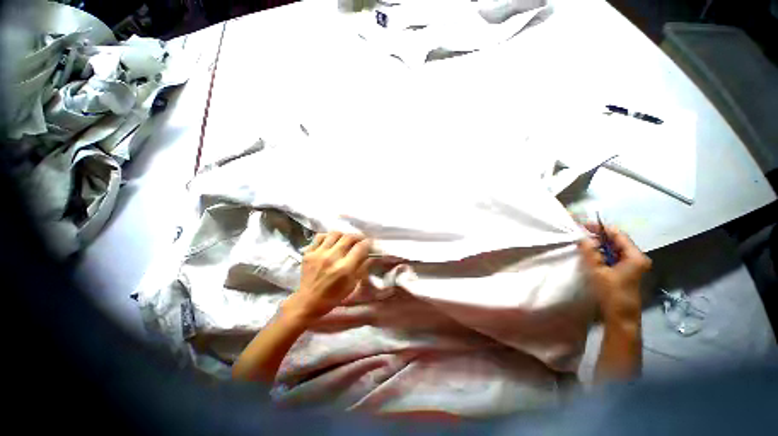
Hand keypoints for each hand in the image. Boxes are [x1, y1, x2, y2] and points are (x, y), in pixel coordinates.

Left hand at [282, 232, 371, 322]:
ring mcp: (318, 254)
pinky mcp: (308, 253)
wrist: (308, 302)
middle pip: (349, 237)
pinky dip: (328, 237)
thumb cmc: (333, 296)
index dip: (368, 243)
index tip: (370, 243)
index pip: (360, 247)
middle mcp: (332, 258)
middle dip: (358, 237)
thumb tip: (371, 255)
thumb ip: (362, 268)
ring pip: (335, 234)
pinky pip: (320, 236)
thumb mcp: (352, 285)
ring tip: (345, 240)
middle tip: (360, 240)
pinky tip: (331, 242)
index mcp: (344, 268)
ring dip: (344, 235)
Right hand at [578, 224, 651, 320]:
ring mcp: (632, 265)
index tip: (583, 225)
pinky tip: (591, 254)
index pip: (618, 235)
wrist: (620, 316)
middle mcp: (637, 258)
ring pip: (614, 249)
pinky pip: (613, 257)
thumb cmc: (612, 293)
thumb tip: (582, 237)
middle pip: (617, 241)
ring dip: (599, 245)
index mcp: (635, 256)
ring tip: (583, 243)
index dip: (601, 228)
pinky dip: (602, 253)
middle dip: (599, 236)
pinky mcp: (626, 271)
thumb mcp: (599, 271)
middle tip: (581, 234)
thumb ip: (590, 252)